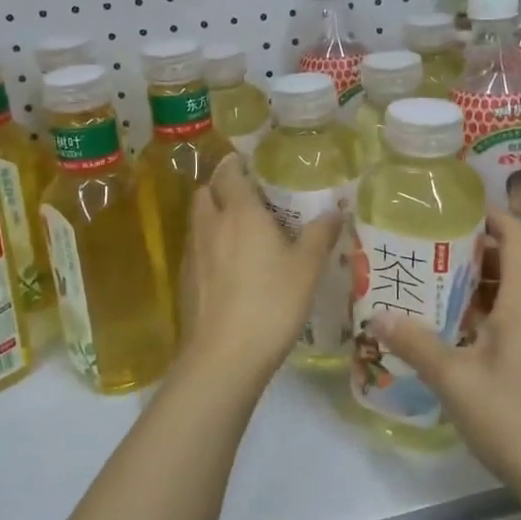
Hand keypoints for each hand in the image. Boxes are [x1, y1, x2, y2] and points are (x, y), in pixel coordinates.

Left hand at [176, 155, 341, 395]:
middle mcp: (210, 224)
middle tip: (248, 197)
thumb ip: (320, 235)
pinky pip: (195, 248)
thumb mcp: (307, 268)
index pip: (229, 172)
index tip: (251, 164)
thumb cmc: (271, 303)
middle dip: (222, 188)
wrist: (224, 356)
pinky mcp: (185, 279)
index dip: (237, 164)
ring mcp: (192, 252)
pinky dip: (208, 245)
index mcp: (240, 212)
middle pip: (206, 191)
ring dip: (213, 216)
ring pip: (198, 220)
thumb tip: (335, 210)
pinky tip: (228, 266)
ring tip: (239, 230)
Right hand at [373, 210, 520, 505]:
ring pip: (510, 291)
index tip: (451, 207)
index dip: (488, 213)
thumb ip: (416, 343)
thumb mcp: (454, 379)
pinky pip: (514, 318)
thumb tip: (378, 315)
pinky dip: (484, 310)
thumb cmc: (513, 418)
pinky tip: (451, 329)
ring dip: (475, 282)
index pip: (515, 235)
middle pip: (510, 260)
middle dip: (469, 248)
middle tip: (425, 246)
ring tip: (430, 283)